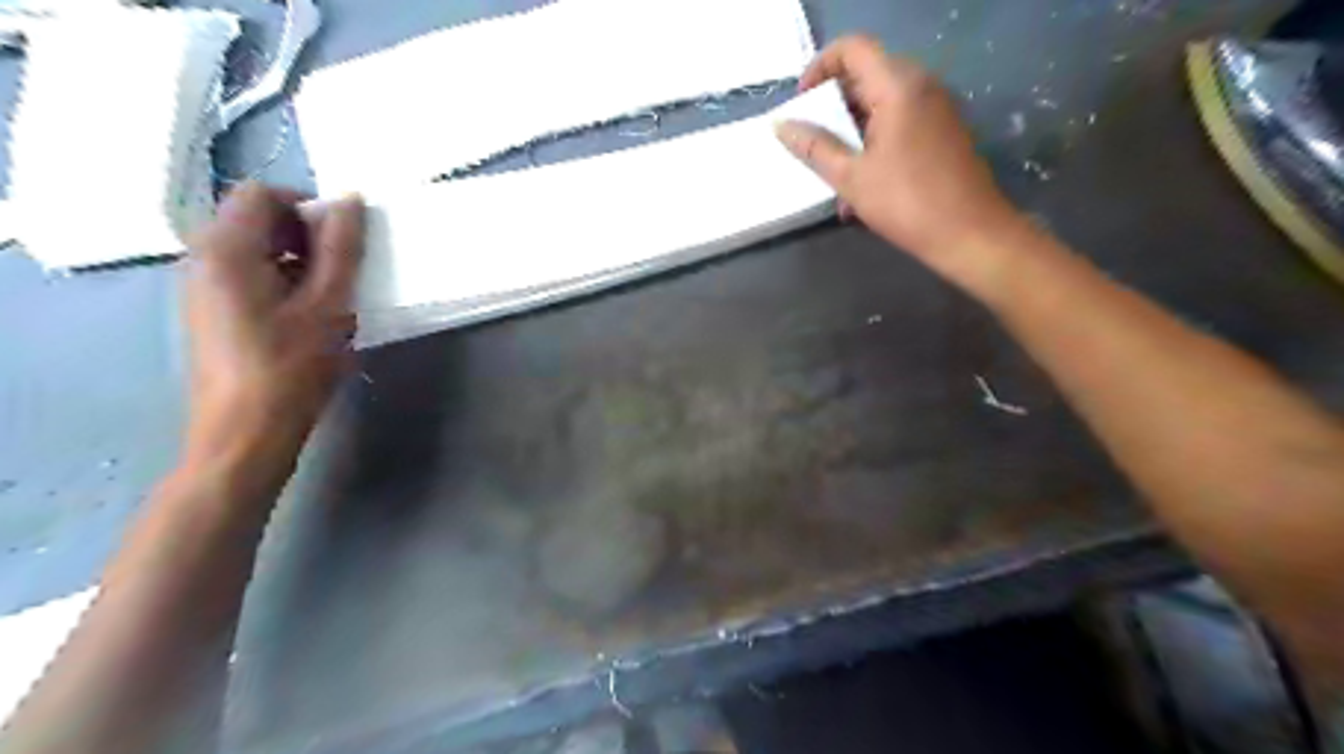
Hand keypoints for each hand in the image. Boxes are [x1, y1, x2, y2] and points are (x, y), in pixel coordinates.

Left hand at [183, 179, 364, 464]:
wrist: (246, 434)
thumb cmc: (292, 368)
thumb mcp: (329, 305)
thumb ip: (341, 249)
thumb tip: (349, 201)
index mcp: (226, 250)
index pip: (261, 193)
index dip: (307, 205)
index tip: (344, 240)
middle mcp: (203, 259)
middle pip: (254, 218)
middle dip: (305, 234)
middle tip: (343, 271)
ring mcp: (202, 288)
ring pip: (254, 249)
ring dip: (298, 260)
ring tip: (331, 298)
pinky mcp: (211, 312)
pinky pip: (248, 276)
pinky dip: (283, 281)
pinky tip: (308, 318)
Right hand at [779, 37, 1029, 292]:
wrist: (970, 233)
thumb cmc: (907, 203)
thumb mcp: (851, 178)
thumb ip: (814, 147)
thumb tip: (781, 125)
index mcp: (898, 87)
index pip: (853, 48)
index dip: (820, 67)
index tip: (803, 103)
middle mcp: (921, 85)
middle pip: (867, 74)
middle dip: (834, 104)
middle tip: (812, 138)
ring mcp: (936, 108)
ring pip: (882, 102)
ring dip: (852, 129)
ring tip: (833, 170)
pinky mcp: (943, 131)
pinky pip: (900, 122)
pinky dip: (874, 141)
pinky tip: (861, 184)